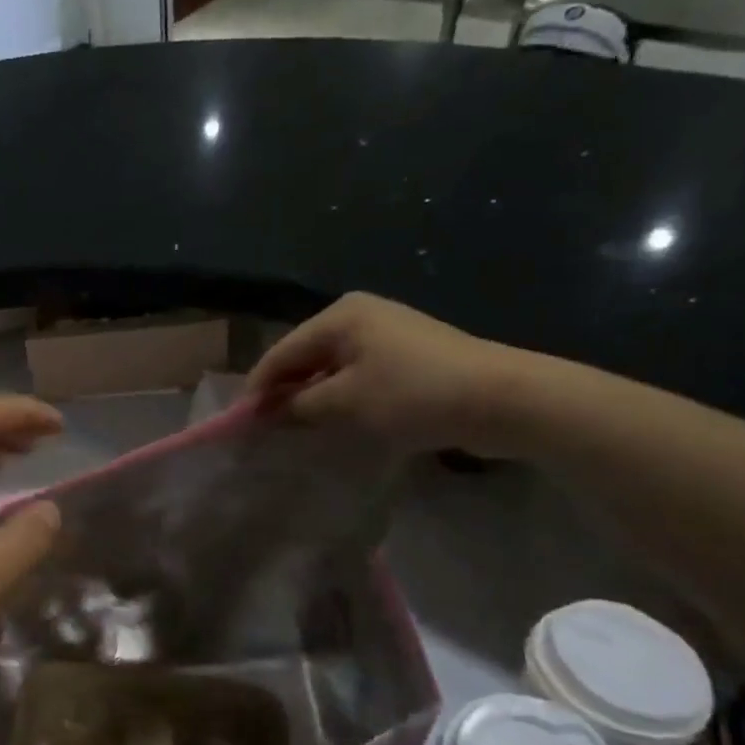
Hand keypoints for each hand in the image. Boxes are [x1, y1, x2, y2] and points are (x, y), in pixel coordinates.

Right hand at [249, 293, 528, 456]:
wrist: (503, 399)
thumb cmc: (413, 394)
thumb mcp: (346, 403)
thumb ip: (298, 406)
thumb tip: (264, 414)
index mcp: (340, 315)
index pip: (282, 352)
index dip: (259, 389)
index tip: (242, 425)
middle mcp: (360, 314)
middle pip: (304, 356)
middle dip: (286, 392)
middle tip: (269, 430)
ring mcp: (387, 332)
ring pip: (331, 367)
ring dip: (313, 397)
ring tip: (298, 430)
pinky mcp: (408, 354)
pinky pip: (357, 373)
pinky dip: (341, 396)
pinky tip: (337, 420)